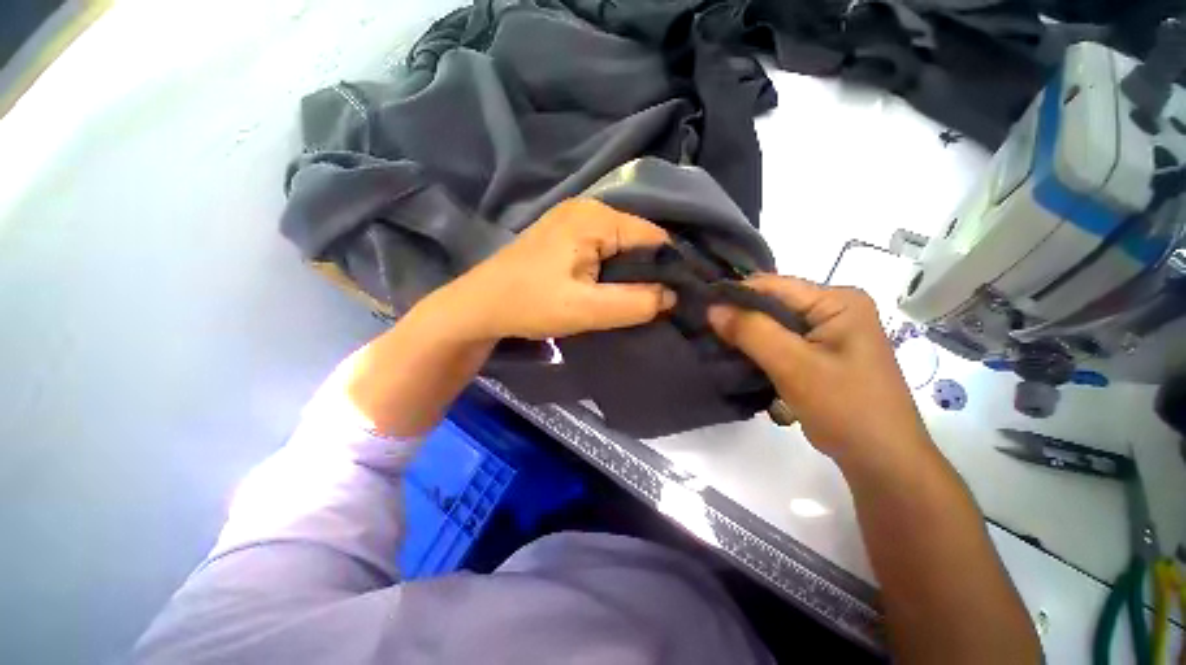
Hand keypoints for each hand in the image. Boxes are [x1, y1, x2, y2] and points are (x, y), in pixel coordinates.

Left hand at [442, 198, 675, 340]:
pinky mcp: (566, 234)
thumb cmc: (530, 304)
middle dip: (651, 271)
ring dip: (632, 272)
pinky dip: (614, 268)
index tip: (680, 297)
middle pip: (639, 239)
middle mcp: (588, 208)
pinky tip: (614, 288)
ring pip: (622, 245)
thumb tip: (673, 296)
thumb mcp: (586, 310)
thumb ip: (635, 303)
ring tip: (639, 299)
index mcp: (595, 218)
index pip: (654, 237)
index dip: (670, 268)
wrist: (481, 305)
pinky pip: (605, 248)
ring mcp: (575, 219)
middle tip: (659, 303)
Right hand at [708, 275, 931, 467]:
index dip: (735, 294)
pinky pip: (783, 343)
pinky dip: (761, 351)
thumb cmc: (845, 407)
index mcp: (838, 301)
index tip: (701, 308)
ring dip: (749, 337)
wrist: (882, 460)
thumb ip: (751, 331)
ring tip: (718, 345)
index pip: (774, 286)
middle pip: (774, 304)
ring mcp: (831, 333)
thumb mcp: (793, 365)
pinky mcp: (823, 354)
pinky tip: (742, 360)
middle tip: (706, 330)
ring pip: (775, 325)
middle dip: (741, 318)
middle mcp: (836, 309)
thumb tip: (712, 308)